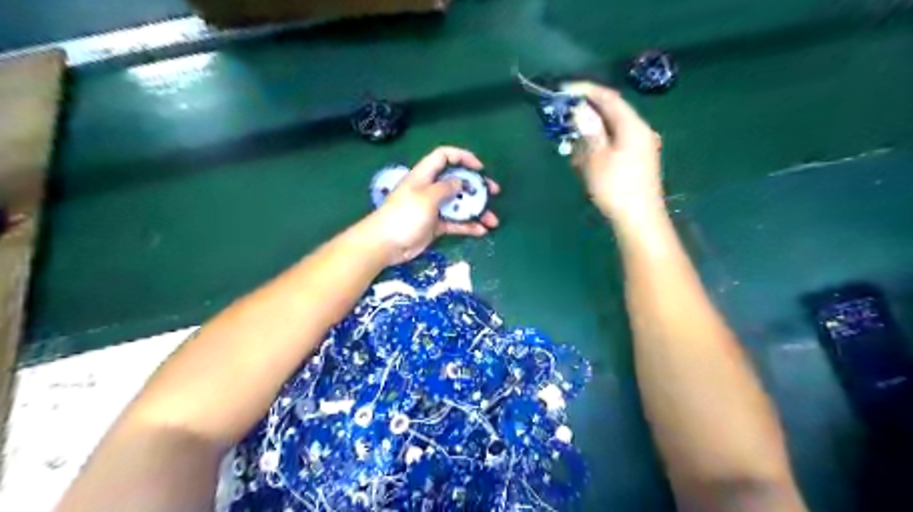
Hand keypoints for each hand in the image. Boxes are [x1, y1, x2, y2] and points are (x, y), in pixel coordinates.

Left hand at [366, 144, 506, 262]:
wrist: (385, 244)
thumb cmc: (404, 216)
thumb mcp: (426, 197)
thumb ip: (446, 188)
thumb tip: (461, 182)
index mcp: (425, 175)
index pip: (444, 156)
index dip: (462, 157)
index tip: (479, 168)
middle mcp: (431, 189)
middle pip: (457, 181)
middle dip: (477, 186)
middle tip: (493, 192)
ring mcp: (434, 208)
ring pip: (460, 205)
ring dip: (477, 211)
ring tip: (493, 220)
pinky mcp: (436, 226)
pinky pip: (456, 223)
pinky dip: (468, 226)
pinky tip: (482, 231)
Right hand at [565, 82, 664, 220]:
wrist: (639, 219)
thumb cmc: (616, 188)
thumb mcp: (597, 158)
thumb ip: (589, 129)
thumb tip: (579, 108)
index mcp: (633, 126)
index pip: (608, 98)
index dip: (586, 91)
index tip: (564, 90)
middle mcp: (640, 131)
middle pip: (610, 113)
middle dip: (585, 115)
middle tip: (563, 121)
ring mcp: (639, 147)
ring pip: (610, 130)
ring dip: (589, 133)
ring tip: (571, 145)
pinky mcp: (636, 161)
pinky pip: (613, 145)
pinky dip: (597, 147)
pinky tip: (584, 159)